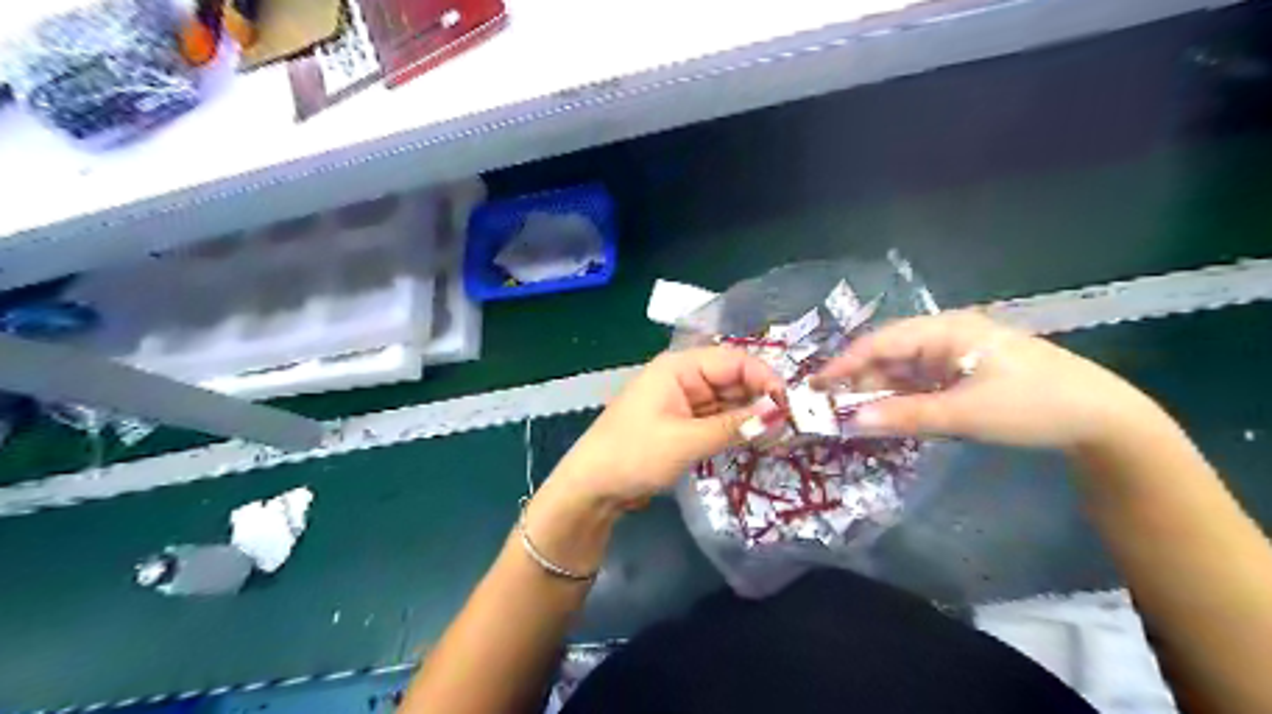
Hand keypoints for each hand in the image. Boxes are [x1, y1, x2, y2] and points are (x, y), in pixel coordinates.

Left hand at [550, 346, 785, 507]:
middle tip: (793, 424)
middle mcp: (684, 378)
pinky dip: (735, 428)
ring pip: (728, 400)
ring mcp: (683, 402)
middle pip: (733, 379)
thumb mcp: (686, 441)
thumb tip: (779, 414)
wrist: (591, 488)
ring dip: (751, 415)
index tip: (792, 405)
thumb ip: (734, 426)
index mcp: (679, 367)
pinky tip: (757, 440)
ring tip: (782, 435)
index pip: (734, 360)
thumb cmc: (633, 455)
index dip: (765, 378)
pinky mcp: (683, 424)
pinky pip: (717, 419)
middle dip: (761, 398)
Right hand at [815, 312, 1159, 452]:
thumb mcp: (966, 413)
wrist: (1102, 419)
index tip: (814, 386)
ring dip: (877, 390)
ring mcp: (955, 354)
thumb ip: (906, 415)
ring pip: (902, 369)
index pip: (881, 341)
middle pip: (888, 353)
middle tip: (826, 404)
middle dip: (857, 378)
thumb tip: (852, 420)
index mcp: (946, 330)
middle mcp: (945, 335)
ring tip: (848, 412)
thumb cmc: (1033, 405)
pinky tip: (885, 413)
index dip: (844, 363)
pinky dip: (899, 397)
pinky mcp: (964, 373)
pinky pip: (920, 382)